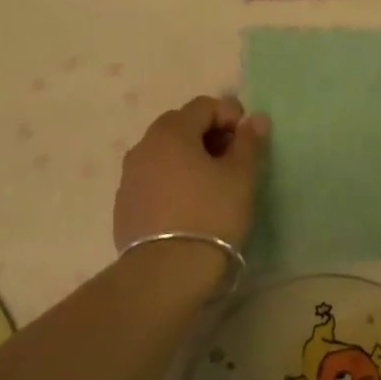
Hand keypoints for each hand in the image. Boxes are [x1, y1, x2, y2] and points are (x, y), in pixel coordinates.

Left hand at [114, 96, 267, 253]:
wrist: (165, 274)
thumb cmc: (210, 215)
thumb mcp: (241, 177)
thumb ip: (249, 142)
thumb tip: (256, 119)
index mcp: (172, 131)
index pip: (203, 105)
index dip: (230, 115)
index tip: (247, 140)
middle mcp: (144, 145)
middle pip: (180, 125)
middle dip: (208, 134)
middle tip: (231, 161)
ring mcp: (129, 176)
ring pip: (164, 153)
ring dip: (188, 158)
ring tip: (210, 185)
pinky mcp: (124, 205)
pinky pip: (152, 179)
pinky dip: (171, 181)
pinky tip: (187, 206)